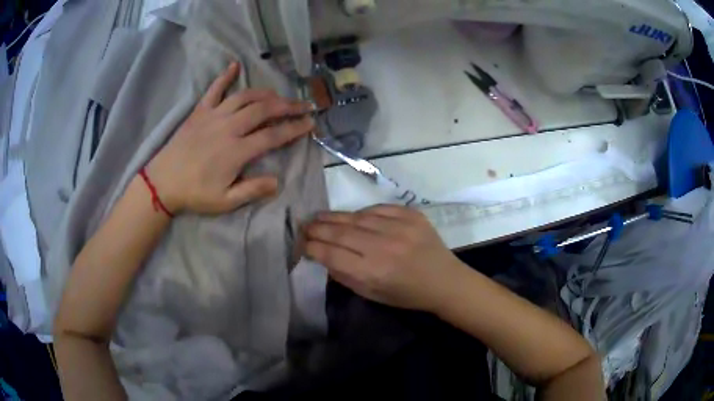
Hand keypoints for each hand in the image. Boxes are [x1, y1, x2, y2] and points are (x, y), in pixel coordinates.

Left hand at [146, 62, 314, 214]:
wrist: (162, 182)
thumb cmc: (194, 193)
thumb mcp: (225, 201)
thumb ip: (252, 190)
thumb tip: (277, 181)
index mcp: (236, 151)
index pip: (273, 136)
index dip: (294, 129)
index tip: (311, 123)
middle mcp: (228, 128)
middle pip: (263, 110)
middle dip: (287, 106)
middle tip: (304, 105)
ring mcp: (213, 116)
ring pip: (245, 97)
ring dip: (265, 93)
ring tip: (279, 95)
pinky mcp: (200, 111)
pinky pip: (214, 89)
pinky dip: (225, 76)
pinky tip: (235, 65)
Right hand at [304, 205, 465, 311]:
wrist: (444, 281)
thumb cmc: (406, 294)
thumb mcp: (372, 294)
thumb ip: (345, 275)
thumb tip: (323, 256)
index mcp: (373, 272)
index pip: (332, 254)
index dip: (312, 247)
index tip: (302, 244)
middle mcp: (384, 246)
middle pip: (341, 232)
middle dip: (318, 228)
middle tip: (304, 226)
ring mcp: (399, 227)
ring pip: (357, 216)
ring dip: (335, 217)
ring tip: (321, 217)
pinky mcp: (411, 214)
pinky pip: (378, 208)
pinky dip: (362, 212)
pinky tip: (354, 216)